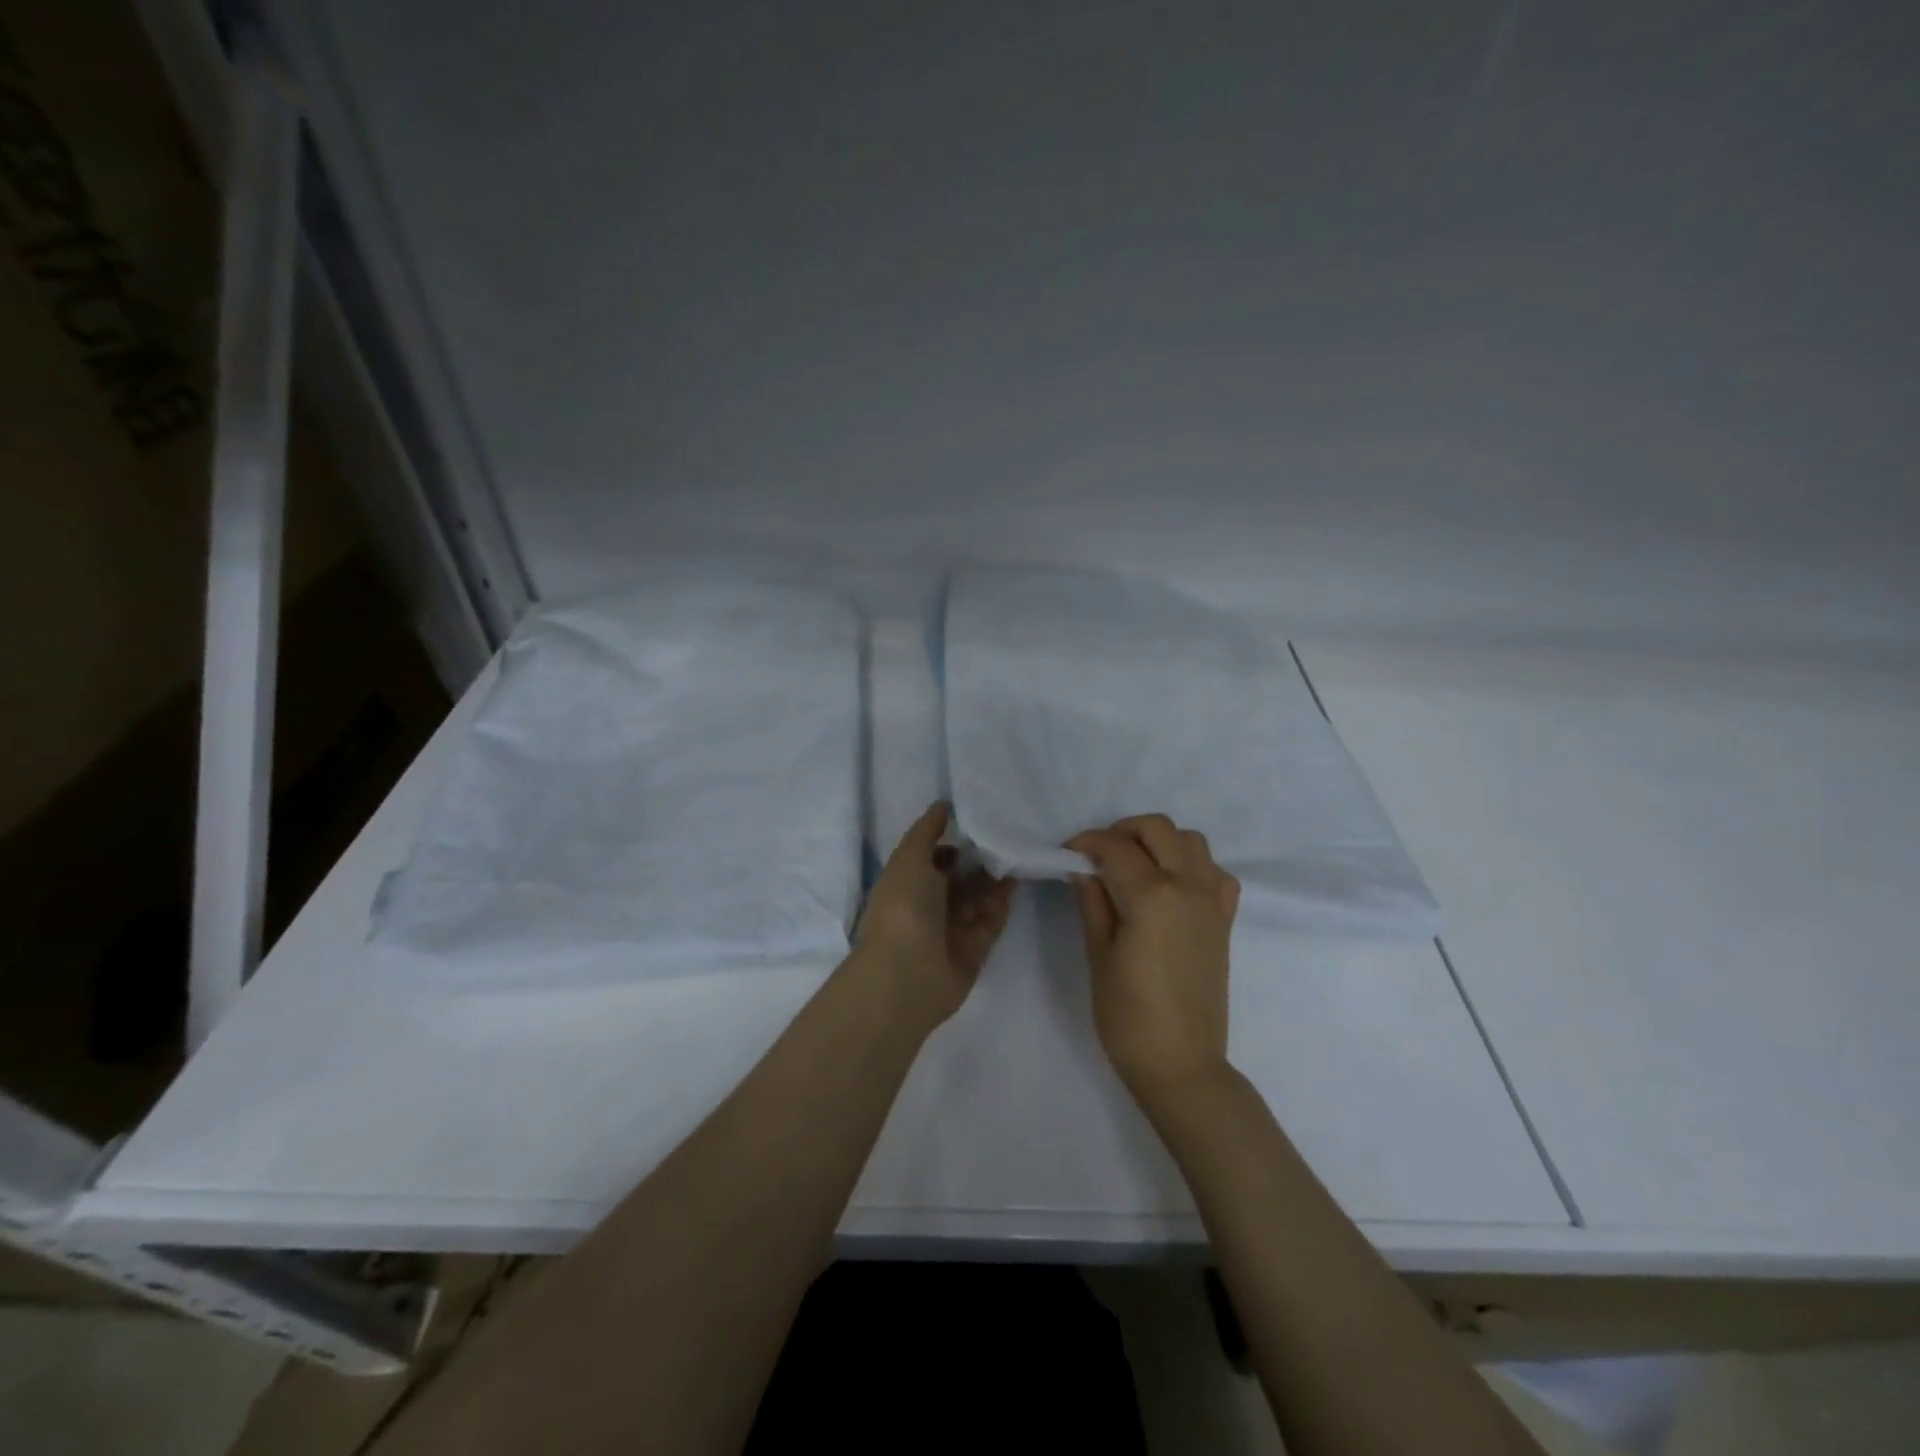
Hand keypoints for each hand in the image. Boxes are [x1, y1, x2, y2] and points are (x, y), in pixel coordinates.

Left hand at [856, 801, 1016, 1026]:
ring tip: (1016, 851)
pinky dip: (1002, 901)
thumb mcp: (909, 857)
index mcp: (906, 883)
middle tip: (1005, 834)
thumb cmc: (903, 908)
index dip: (950, 840)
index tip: (977, 819)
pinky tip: (1016, 878)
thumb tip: (942, 805)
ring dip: (994, 877)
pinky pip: (992, 919)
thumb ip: (927, 831)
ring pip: (977, 896)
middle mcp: (927, 905)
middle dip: (978, 857)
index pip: (931, 857)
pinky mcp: (974, 948)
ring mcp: (951, 928)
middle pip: (958, 877)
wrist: (909, 974)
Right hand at [1067, 814, 1240, 1100]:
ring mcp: (1213, 902)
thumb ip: (1093, 902)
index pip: (1115, 847)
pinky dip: (1192, 865)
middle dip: (1123, 830)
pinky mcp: (1224, 921)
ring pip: (1192, 841)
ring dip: (1160, 842)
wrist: (1181, 1064)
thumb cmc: (1128, 1015)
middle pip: (1158, 828)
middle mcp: (1189, 887)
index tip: (1068, 852)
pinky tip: (1171, 887)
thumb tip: (1083, 869)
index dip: (1086, 842)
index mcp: (1153, 895)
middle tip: (1098, 854)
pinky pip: (1215, 872)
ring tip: (1134, 866)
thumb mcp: (1099, 955)